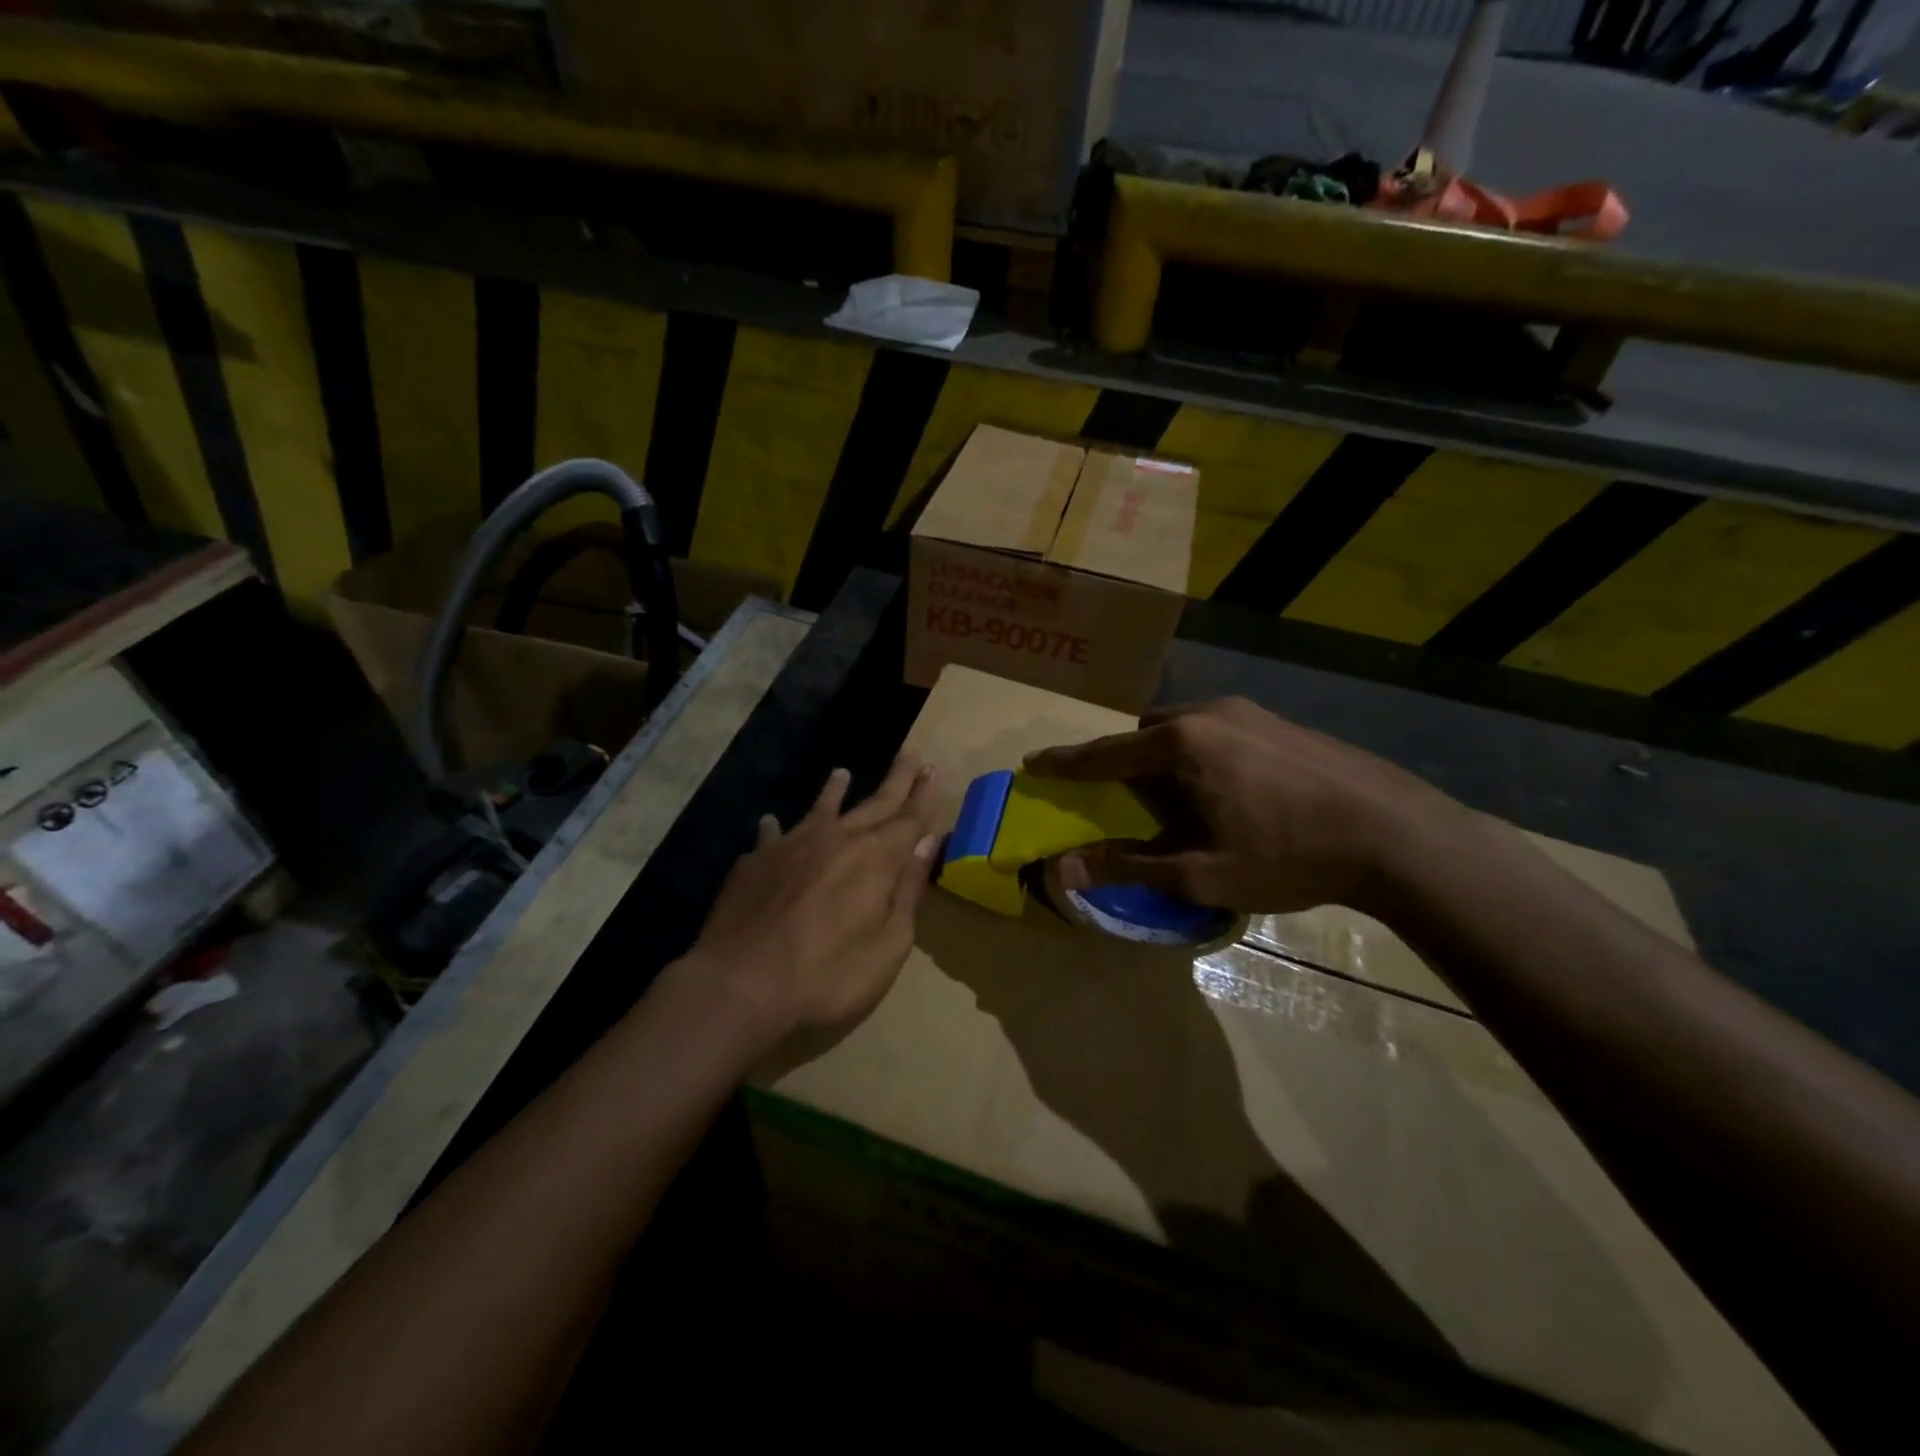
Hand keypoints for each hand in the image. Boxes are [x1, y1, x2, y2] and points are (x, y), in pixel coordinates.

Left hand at [682, 754, 941, 1044]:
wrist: (740, 983)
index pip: (909, 818)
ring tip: (841, 773)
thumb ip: (907, 891)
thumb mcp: (888, 945)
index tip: (934, 769)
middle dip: (896, 781)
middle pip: (873, 803)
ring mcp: (791, 846)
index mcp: (875, 859)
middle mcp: (836, 839)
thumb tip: (925, 844)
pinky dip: (775, 828)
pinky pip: (770, 835)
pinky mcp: (756, 862)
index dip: (924, 795)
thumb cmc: (827, 974)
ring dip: (834, 791)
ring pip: (820, 810)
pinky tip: (770, 822)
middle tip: (911, 756)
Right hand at [1023, 698, 1462, 914]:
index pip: (1105, 753)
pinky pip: (1218, 729)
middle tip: (1121, 795)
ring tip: (1175, 796)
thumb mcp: (1202, 873)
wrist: (1395, 834)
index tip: (1034, 762)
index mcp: (1182, 746)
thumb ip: (1129, 867)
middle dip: (1123, 759)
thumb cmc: (1289, 856)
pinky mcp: (1280, 721)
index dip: (1066, 762)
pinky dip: (1200, 753)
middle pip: (1145, 733)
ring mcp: (1250, 713)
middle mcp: (1209, 715)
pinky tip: (1227, 788)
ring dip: (1165, 756)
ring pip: (1184, 727)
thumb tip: (1062, 870)